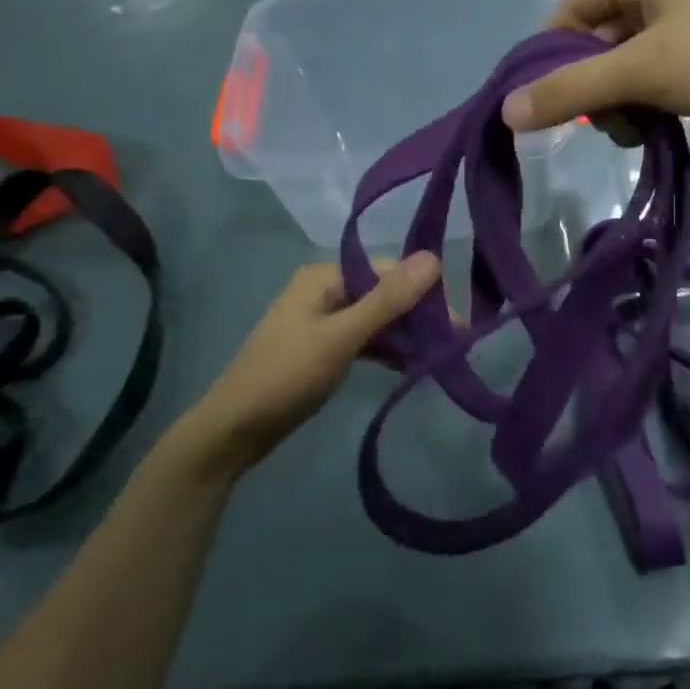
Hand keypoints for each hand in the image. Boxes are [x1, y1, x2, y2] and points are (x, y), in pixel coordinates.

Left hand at [161, 255, 441, 483]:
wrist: (233, 431)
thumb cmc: (287, 376)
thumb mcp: (342, 337)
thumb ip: (388, 300)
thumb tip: (433, 258)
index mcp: (325, 277)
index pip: (387, 271)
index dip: (423, 292)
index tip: (456, 322)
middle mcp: (325, 290)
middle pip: (383, 295)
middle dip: (417, 317)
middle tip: (453, 343)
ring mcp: (322, 320)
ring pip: (376, 320)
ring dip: (404, 336)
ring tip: (438, 356)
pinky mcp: (322, 348)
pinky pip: (364, 340)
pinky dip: (386, 350)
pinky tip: (411, 365)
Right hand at [501, 0, 689, 143]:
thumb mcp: (642, 71)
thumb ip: (571, 90)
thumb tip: (506, 112)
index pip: (574, 9)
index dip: (551, 52)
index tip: (543, 98)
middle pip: (601, 42)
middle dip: (593, 87)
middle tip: (601, 122)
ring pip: (630, 68)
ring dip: (621, 104)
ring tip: (635, 132)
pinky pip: (660, 82)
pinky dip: (650, 107)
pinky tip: (656, 132)